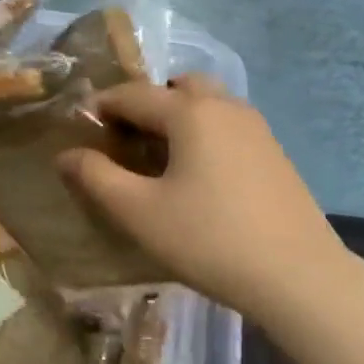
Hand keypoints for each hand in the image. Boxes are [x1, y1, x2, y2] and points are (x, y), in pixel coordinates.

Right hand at [58, 77, 346, 319]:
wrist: (298, 276)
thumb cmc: (209, 239)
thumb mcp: (139, 212)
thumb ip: (96, 178)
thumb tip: (65, 154)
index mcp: (190, 111)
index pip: (132, 94)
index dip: (100, 107)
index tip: (80, 131)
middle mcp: (225, 106)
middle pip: (176, 87)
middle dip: (145, 105)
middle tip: (125, 142)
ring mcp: (256, 128)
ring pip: (206, 105)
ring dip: (177, 118)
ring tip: (158, 161)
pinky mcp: (274, 153)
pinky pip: (227, 126)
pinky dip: (203, 134)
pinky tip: (198, 178)